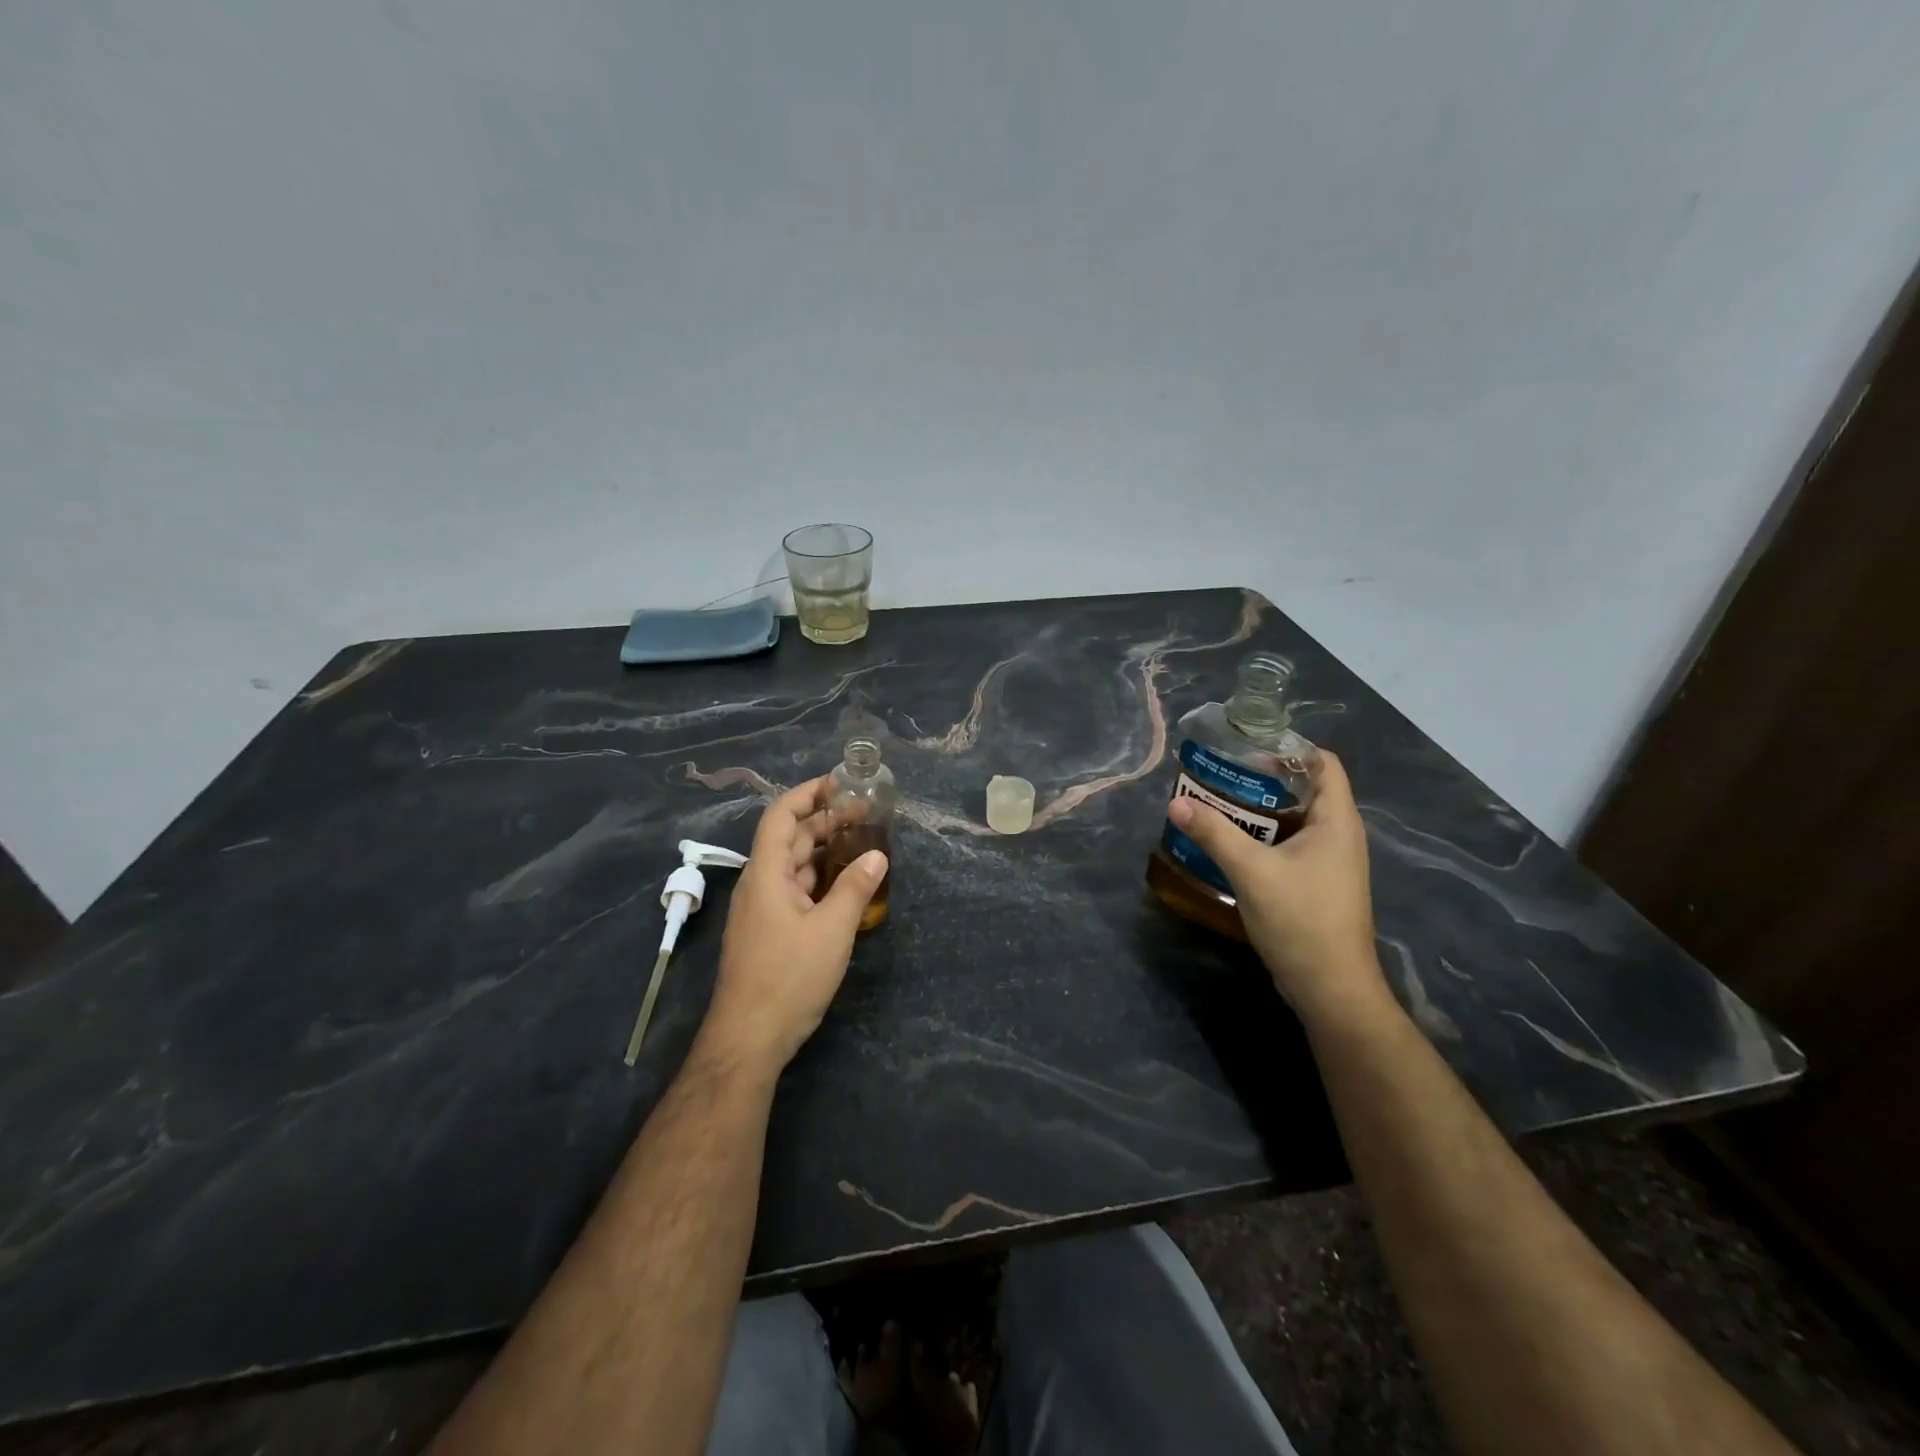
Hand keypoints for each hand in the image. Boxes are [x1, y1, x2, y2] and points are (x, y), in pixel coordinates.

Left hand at [699, 776, 887, 1073]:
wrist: (748, 1039)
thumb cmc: (788, 977)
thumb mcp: (831, 930)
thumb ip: (855, 888)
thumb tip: (877, 856)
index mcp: (766, 874)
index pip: (781, 816)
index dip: (807, 794)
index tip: (839, 783)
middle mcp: (759, 885)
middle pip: (790, 839)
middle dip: (825, 820)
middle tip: (865, 812)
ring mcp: (762, 910)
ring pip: (794, 866)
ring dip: (824, 850)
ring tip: (862, 841)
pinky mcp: (769, 932)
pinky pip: (795, 891)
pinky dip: (820, 879)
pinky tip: (846, 884)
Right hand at [1166, 750, 1387, 1027]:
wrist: (1330, 988)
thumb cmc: (1301, 920)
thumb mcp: (1252, 871)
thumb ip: (1214, 833)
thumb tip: (1176, 803)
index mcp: (1337, 821)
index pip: (1324, 763)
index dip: (1288, 750)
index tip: (1246, 750)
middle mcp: (1339, 835)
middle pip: (1305, 789)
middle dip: (1263, 779)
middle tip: (1220, 775)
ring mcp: (1329, 862)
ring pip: (1294, 820)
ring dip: (1259, 810)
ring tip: (1217, 803)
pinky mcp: (1316, 884)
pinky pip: (1289, 845)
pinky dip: (1262, 836)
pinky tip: (1230, 843)